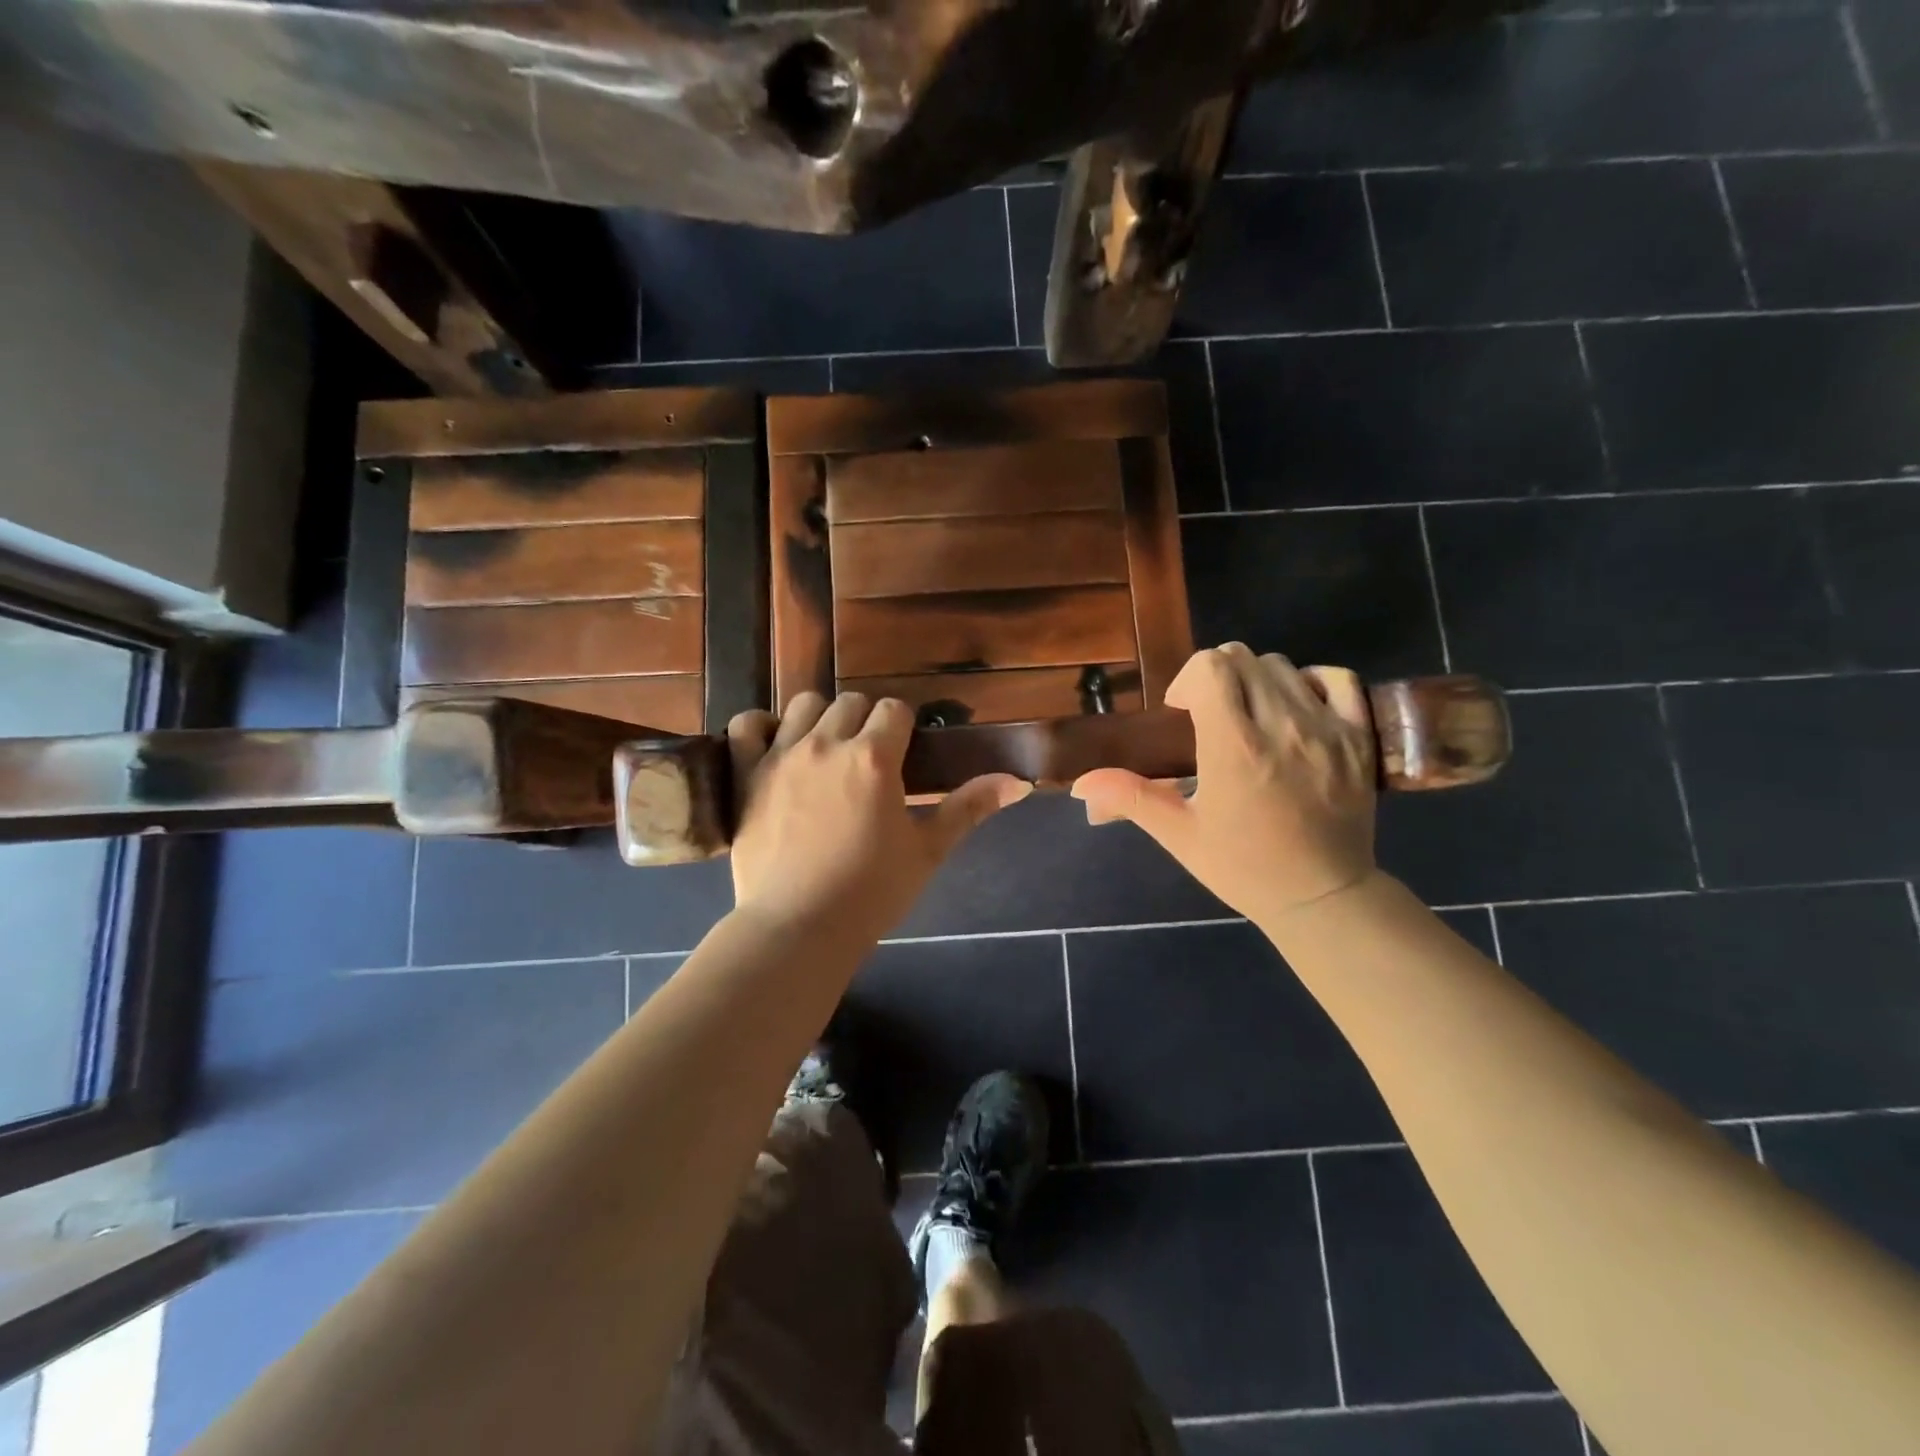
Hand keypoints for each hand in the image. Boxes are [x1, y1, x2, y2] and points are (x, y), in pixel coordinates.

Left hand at [726, 692, 1030, 941]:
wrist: (798, 928)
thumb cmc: (870, 892)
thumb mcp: (927, 851)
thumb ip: (969, 808)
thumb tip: (1020, 782)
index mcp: (873, 757)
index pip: (894, 709)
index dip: (903, 727)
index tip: (903, 752)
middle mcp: (827, 743)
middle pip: (851, 702)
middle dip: (865, 721)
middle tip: (867, 759)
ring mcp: (781, 755)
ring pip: (803, 704)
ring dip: (819, 718)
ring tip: (825, 751)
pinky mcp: (746, 774)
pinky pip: (746, 725)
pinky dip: (760, 727)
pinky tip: (774, 745)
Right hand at [1070, 644, 1378, 924]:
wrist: (1321, 896)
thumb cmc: (1243, 867)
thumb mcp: (1179, 834)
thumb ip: (1129, 797)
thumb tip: (1080, 785)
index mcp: (1234, 748)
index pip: (1211, 667)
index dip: (1188, 680)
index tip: (1183, 713)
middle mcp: (1282, 726)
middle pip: (1243, 658)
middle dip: (1216, 677)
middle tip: (1210, 715)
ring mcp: (1327, 728)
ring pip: (1282, 665)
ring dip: (1255, 681)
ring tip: (1250, 717)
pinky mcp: (1359, 737)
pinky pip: (1337, 679)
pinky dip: (1310, 682)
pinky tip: (1295, 708)